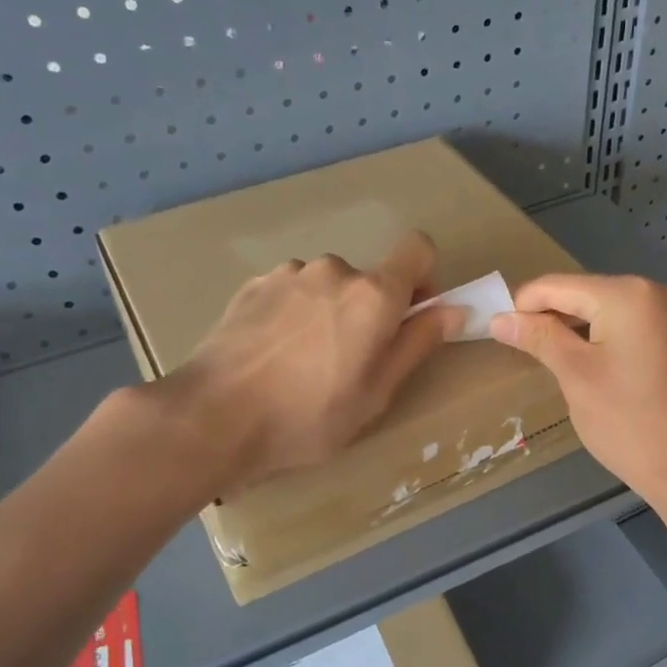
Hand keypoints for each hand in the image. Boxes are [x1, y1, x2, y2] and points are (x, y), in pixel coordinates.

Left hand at [153, 231, 460, 497]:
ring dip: (329, 313)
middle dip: (370, 311)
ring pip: (327, 286)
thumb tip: (452, 309)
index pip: (417, 248)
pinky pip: (292, 292)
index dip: (423, 277)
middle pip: (369, 278)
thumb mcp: (377, 393)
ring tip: (305, 364)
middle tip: (351, 362)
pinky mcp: (252, 285)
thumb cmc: (309, 416)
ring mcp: (288, 274)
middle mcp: (333, 270)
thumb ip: (417, 344)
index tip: (411, 315)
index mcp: (374, 294)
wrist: (214, 417)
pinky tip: (274, 356)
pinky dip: (295, 315)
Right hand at [490, 274, 666, 508]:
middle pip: (583, 294)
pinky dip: (600, 338)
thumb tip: (500, 318)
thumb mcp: (575, 375)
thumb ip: (538, 338)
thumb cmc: (626, 421)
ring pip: (604, 311)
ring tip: (546, 358)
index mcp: (627, 294)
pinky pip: (626, 326)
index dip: (522, 305)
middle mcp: (653, 292)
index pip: (558, 285)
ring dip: (572, 329)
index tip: (496, 330)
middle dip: (548, 317)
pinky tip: (583, 364)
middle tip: (518, 348)